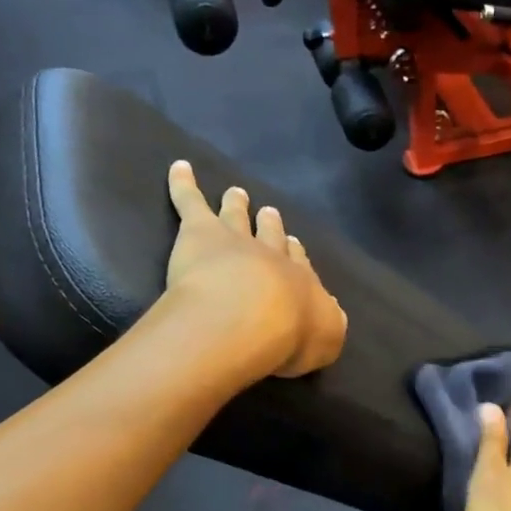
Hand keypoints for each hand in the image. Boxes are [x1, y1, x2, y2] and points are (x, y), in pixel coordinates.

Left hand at [164, 160, 346, 378]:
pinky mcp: (201, 232)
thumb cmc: (289, 338)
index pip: (300, 266)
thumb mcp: (326, 342)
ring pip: (236, 217)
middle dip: (272, 226)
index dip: (297, 255)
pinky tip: (179, 168)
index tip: (296, 244)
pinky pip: (190, 202)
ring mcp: (236, 240)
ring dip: (236, 204)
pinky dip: (183, 184)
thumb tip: (331, 311)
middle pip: (272, 236)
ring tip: (236, 192)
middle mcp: (272, 257)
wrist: (251, 317)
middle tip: (270, 213)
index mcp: (301, 285)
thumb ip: (328, 327)